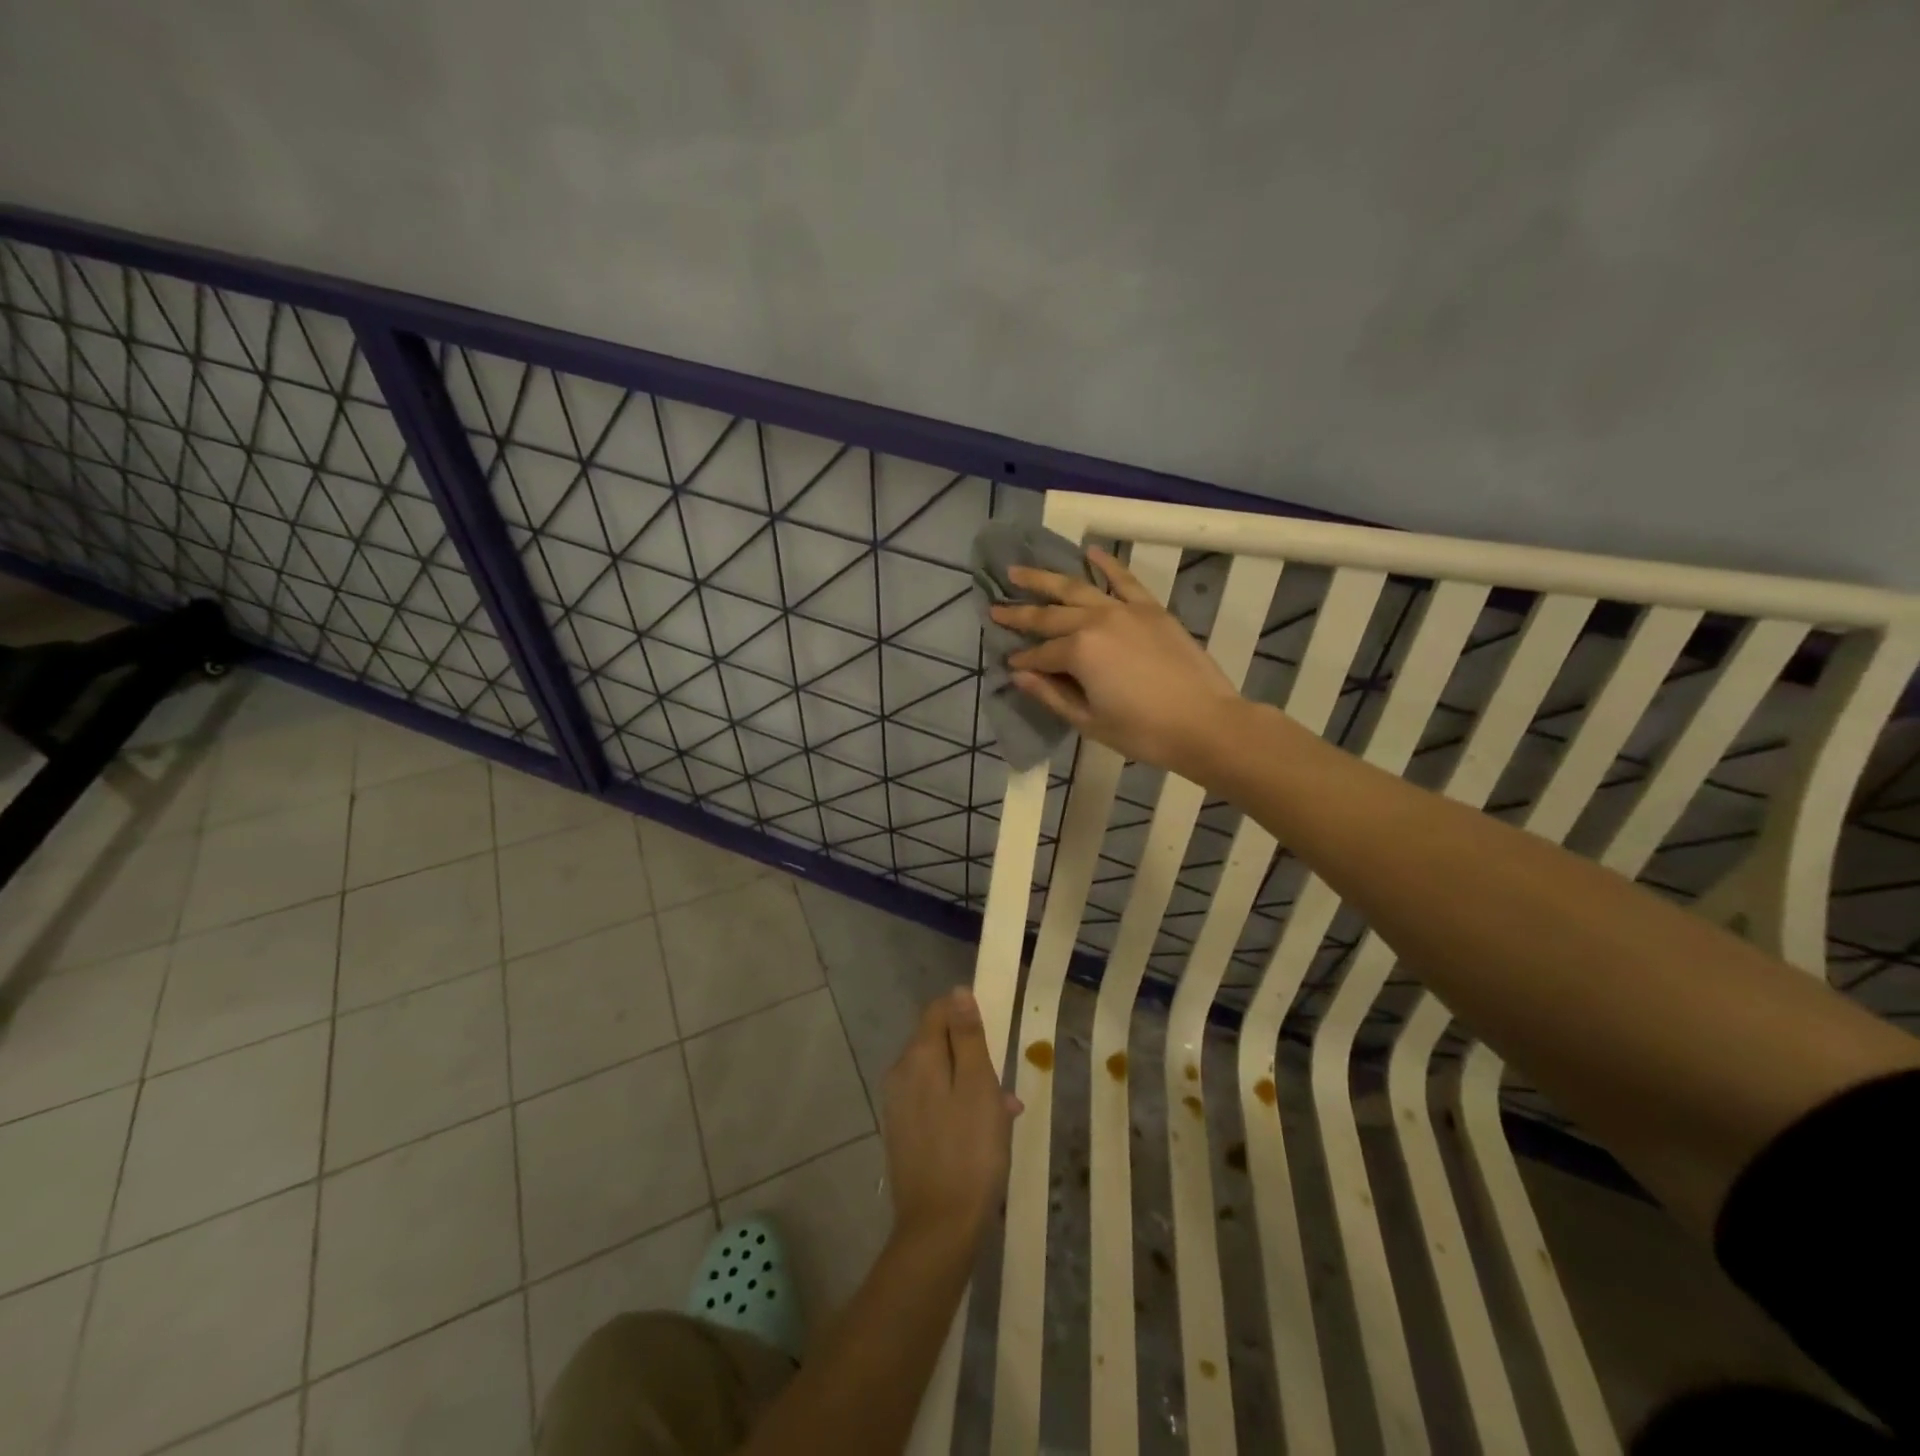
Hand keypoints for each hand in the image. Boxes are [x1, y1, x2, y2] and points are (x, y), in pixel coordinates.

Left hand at [881, 989, 1019, 1247]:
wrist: (938, 1230)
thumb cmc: (970, 1152)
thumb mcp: (979, 1086)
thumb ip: (967, 1036)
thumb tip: (958, 992)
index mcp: (918, 1056)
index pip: (938, 1009)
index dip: (967, 1014)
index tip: (994, 1038)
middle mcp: (900, 1073)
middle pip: (938, 1042)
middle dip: (972, 1055)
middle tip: (1003, 1087)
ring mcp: (897, 1105)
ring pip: (939, 1075)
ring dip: (969, 1084)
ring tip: (1002, 1116)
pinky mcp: (902, 1132)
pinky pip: (932, 1102)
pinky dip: (957, 1107)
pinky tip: (982, 1135)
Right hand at [990, 546, 1243, 777]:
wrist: (1205, 723)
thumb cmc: (1143, 732)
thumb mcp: (1089, 721)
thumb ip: (1051, 694)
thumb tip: (1019, 675)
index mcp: (1078, 652)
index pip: (1040, 653)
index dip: (1022, 660)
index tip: (1008, 662)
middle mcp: (1096, 620)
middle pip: (1051, 614)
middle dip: (1020, 613)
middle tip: (995, 607)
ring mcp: (1125, 610)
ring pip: (1078, 587)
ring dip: (1046, 579)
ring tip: (1019, 570)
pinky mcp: (1151, 608)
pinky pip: (1124, 579)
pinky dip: (1106, 564)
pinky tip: (1089, 551)